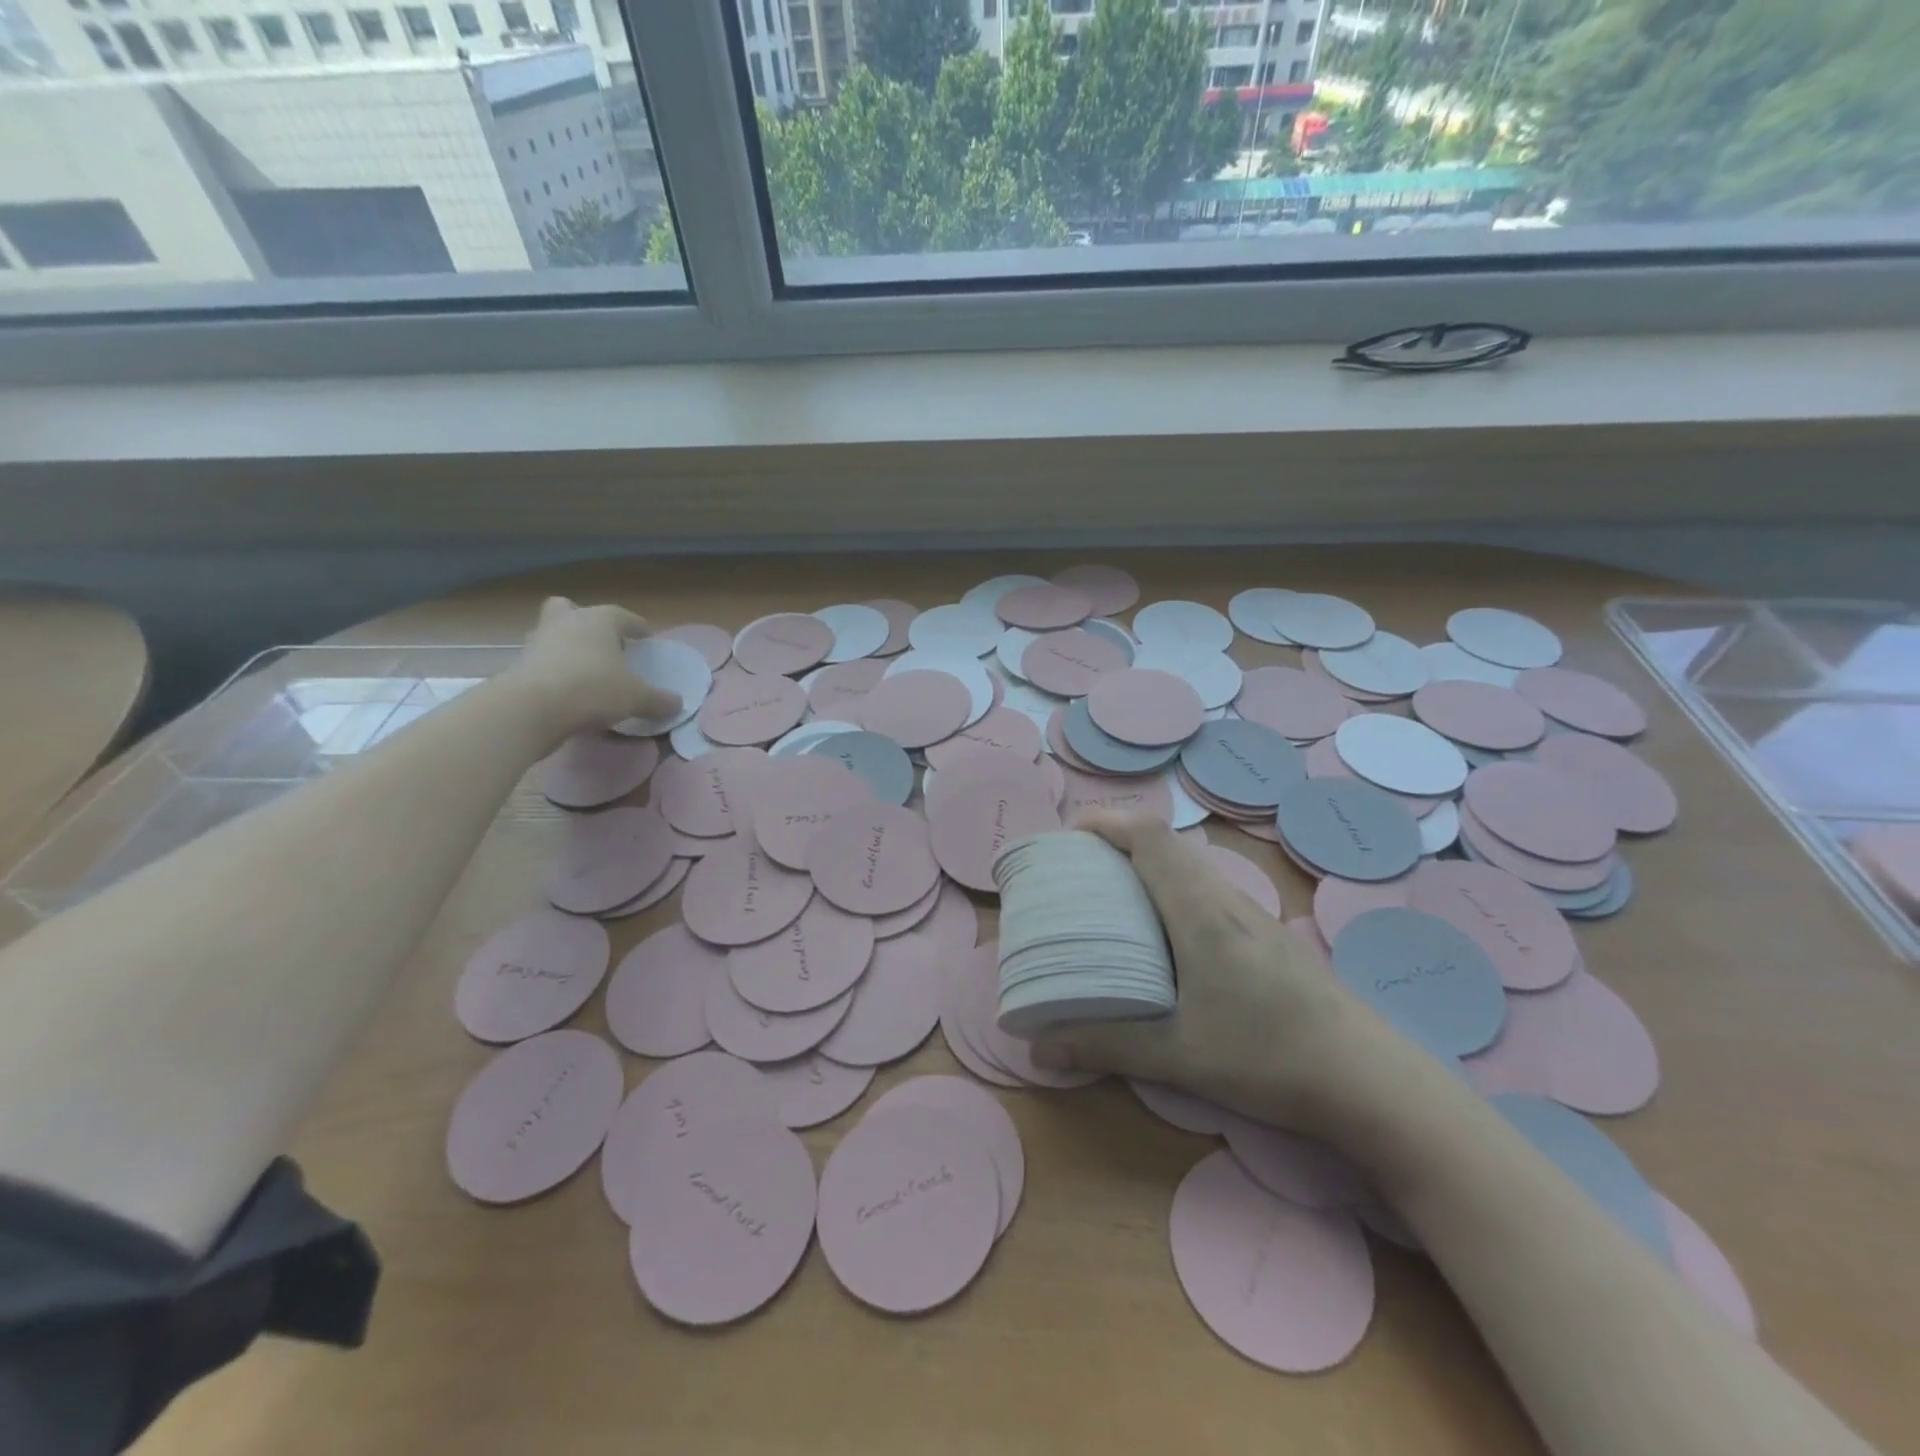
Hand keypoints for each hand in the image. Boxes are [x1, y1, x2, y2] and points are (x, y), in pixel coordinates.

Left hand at [505, 597, 680, 742]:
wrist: (531, 709)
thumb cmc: (592, 689)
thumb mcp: (636, 698)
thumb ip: (659, 700)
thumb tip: (678, 704)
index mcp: (597, 621)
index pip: (622, 615)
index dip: (637, 626)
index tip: (646, 638)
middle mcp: (565, 623)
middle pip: (570, 609)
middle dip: (584, 621)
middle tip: (601, 643)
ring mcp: (536, 643)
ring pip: (552, 634)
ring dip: (565, 646)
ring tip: (584, 670)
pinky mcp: (519, 667)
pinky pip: (541, 661)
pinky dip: (554, 671)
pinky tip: (567, 691)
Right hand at [1031, 811, 1417, 1138]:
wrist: (1372, 1079)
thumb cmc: (1271, 1057)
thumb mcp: (1179, 1056)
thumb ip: (1105, 1045)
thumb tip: (1038, 1046)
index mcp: (1200, 911)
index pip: (1150, 836)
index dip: (1105, 821)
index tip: (1066, 835)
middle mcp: (1225, 899)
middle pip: (1165, 843)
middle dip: (1115, 841)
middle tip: (1076, 870)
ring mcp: (1251, 915)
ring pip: (1188, 865)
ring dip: (1144, 864)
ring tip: (1108, 897)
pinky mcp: (1264, 935)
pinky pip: (1204, 889)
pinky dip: (1169, 888)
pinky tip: (1161, 936)